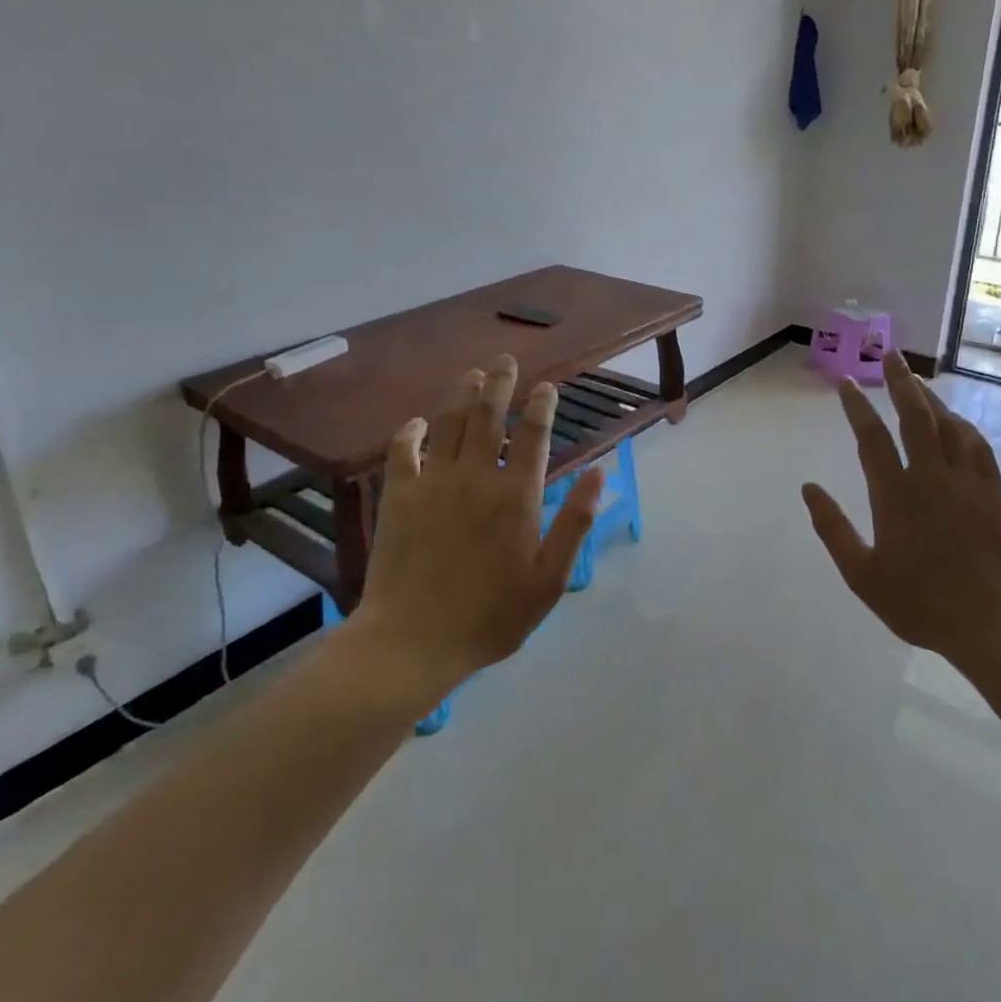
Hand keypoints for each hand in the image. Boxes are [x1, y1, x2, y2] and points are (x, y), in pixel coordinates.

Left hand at [350, 356, 604, 699]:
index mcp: (517, 496)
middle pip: (489, 416)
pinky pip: (403, 451)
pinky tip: (418, 422)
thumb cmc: (491, 616)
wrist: (414, 641)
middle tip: (505, 360)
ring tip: (472, 374)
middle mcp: (476, 476)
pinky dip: (411, 431)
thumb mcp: (549, 579)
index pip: (534, 436)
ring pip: (450, 423)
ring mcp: (433, 483)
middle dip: (500, 383)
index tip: (546, 387)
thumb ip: (576, 522)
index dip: (542, 406)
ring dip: (462, 395)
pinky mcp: (399, 497)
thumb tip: (601, 472)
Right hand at [802, 351, 1000, 661]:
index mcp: (895, 495)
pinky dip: (962, 426)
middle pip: (915, 417)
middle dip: (900, 382)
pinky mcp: (993, 493)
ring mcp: (967, 482)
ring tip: (916, 380)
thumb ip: (833, 529)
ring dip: (930, 398)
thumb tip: (809, 488)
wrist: (994, 624)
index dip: (856, 407)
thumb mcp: (863, 575)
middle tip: (890, 355)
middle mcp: (931, 477)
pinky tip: (956, 420)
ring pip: (948, 425)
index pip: (871, 438)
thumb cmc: (920, 603)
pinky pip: (977, 446)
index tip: (846, 382)